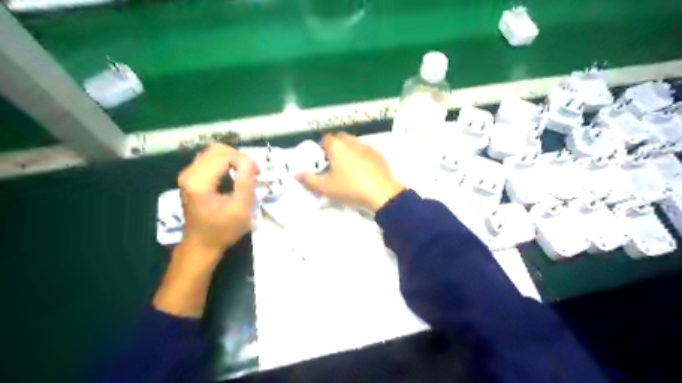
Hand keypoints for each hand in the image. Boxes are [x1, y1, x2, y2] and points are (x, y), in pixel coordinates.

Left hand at [177, 144, 259, 259]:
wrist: (201, 245)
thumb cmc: (222, 230)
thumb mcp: (241, 209)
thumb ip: (246, 182)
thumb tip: (250, 160)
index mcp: (199, 181)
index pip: (225, 155)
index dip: (244, 160)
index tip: (257, 174)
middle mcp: (190, 173)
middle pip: (218, 150)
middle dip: (239, 157)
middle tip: (252, 173)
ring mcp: (188, 174)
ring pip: (213, 152)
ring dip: (233, 159)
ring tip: (245, 174)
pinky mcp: (191, 177)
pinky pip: (210, 160)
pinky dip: (225, 163)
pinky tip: (234, 176)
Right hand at [297, 133, 400, 212]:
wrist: (382, 194)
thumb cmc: (350, 188)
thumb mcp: (326, 188)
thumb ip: (309, 180)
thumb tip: (296, 174)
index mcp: (337, 146)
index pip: (326, 139)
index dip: (322, 148)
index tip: (322, 161)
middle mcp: (352, 142)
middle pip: (341, 138)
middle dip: (336, 147)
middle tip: (334, 164)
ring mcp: (368, 147)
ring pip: (355, 144)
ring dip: (349, 151)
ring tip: (348, 168)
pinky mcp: (379, 155)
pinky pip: (367, 151)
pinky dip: (362, 157)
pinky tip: (363, 171)